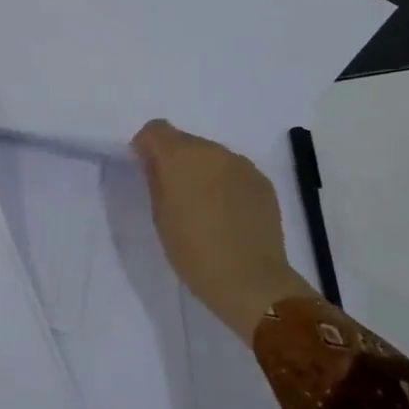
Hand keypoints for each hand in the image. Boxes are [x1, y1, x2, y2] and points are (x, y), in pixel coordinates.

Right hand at [131, 119, 316, 337]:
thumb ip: (155, 180)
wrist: (249, 279)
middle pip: (185, 141)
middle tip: (174, 194)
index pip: (155, 129)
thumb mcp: (160, 215)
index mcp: (181, 156)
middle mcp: (213, 151)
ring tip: (203, 207)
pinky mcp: (263, 182)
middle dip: (175, 160)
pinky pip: (234, 172)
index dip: (146, 146)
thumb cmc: (192, 250)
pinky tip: (227, 214)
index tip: (145, 170)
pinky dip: (225, 183)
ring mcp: (242, 165)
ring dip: (202, 171)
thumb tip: (154, 162)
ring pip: (212, 156)